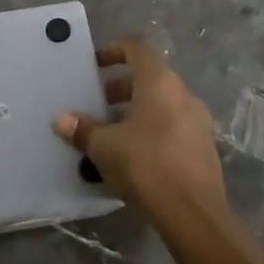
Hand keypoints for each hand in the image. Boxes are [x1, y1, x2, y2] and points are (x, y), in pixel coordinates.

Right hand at [53, 36, 225, 220]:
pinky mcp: (202, 148)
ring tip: (110, 132)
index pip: (138, 48)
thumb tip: (61, 120)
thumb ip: (83, 129)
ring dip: (135, 110)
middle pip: (150, 77)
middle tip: (97, 103)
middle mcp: (183, 95)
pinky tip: (131, 156)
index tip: (94, 64)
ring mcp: (198, 122)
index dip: (114, 49)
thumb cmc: (146, 165)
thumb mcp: (105, 147)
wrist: (193, 214)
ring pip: (162, 104)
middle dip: (121, 87)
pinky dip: (151, 130)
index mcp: (160, 83)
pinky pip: (172, 126)